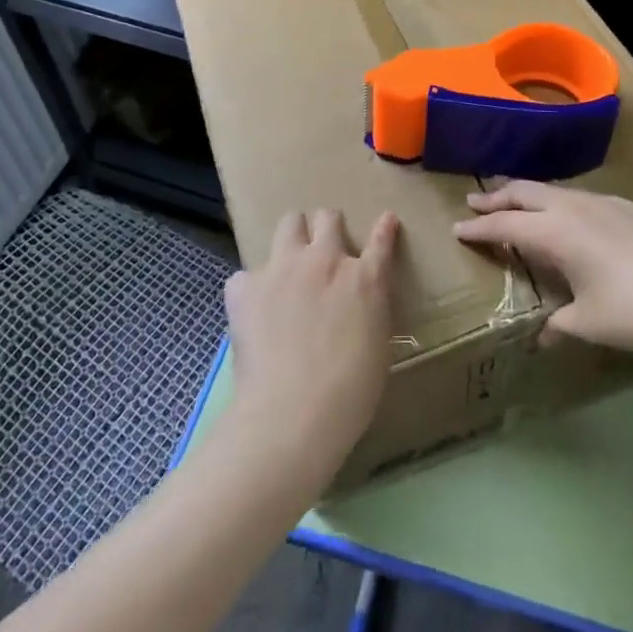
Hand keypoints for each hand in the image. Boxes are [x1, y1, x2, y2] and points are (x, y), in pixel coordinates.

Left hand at [223, 209, 399, 483]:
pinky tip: (253, 309)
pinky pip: (246, 274)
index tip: (386, 221)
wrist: (292, 413)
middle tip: (325, 251)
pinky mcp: (246, 286)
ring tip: (290, 264)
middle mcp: (324, 261)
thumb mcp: (377, 348)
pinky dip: (251, 288)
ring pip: (289, 223)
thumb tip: (361, 305)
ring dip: (293, 237)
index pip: (381, 240)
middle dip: (328, 228)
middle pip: (328, 218)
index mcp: (365, 280)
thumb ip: (370, 312)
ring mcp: (283, 268)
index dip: (384, 229)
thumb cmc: (349, 394)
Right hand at [455, 182, 632, 355]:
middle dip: (497, 197)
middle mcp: (576, 207)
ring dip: (531, 196)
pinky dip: (566, 203)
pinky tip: (576, 218)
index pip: (505, 224)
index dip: (479, 228)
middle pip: (525, 192)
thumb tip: (543, 335)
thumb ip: (559, 323)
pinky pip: (588, 198)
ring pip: (557, 190)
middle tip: (476, 202)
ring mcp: (608, 202)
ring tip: (520, 204)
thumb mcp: (588, 324)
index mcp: (556, 232)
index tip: (457, 227)